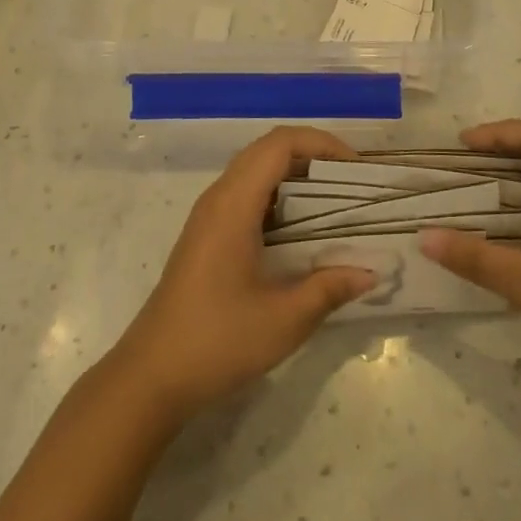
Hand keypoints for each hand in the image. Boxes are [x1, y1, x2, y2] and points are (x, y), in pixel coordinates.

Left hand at [110, 127, 376, 424]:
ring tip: (334, 202)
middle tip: (351, 182)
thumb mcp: (284, 320)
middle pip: (268, 150)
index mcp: (234, 204)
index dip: (321, 143)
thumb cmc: (217, 341)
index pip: (280, 144)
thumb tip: (370, 272)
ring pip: (256, 171)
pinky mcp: (206, 235)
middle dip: (313, 156)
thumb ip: (329, 289)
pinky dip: (279, 197)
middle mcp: (219, 197)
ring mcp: (209, 215)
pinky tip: (301, 230)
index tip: (355, 167)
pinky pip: (246, 194)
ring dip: (295, 176)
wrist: (151, 376)